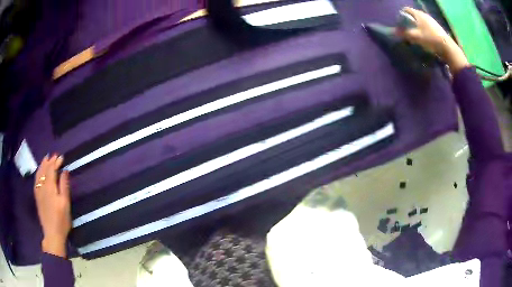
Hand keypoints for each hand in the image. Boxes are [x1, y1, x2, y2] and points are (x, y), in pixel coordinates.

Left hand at [34, 154, 71, 257]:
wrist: (52, 234)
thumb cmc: (61, 220)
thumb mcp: (65, 204)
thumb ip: (64, 186)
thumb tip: (65, 171)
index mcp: (50, 187)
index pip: (51, 169)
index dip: (56, 162)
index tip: (61, 157)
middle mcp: (42, 186)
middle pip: (44, 170)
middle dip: (49, 161)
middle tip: (54, 155)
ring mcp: (38, 191)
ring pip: (39, 173)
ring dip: (43, 165)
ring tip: (46, 159)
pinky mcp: (37, 197)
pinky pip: (36, 180)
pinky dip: (38, 172)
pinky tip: (39, 172)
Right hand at [397, 7, 469, 73]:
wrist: (447, 48)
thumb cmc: (430, 39)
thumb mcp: (415, 37)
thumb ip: (404, 33)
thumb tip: (394, 32)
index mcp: (418, 14)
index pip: (406, 10)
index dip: (401, 16)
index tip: (400, 24)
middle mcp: (425, 14)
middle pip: (413, 15)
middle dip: (409, 22)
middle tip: (407, 31)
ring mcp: (432, 21)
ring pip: (421, 21)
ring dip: (417, 27)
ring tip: (416, 36)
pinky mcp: (437, 28)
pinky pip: (427, 26)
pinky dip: (424, 30)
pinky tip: (425, 38)